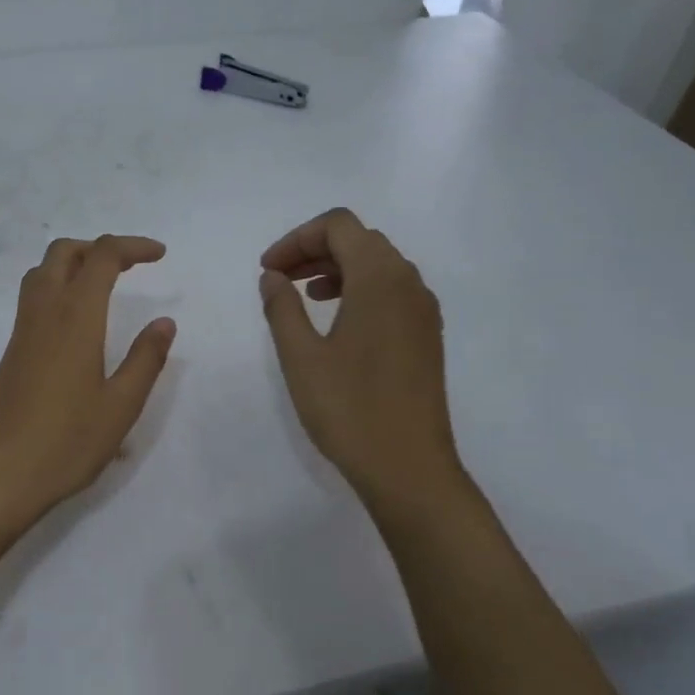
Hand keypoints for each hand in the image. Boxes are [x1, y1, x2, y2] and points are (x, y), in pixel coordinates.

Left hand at [0, 235, 176, 529]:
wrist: (0, 476)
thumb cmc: (67, 442)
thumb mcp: (121, 405)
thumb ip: (145, 359)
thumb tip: (164, 322)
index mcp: (75, 317)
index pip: (103, 257)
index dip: (133, 247)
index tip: (160, 255)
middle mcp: (44, 313)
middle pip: (64, 252)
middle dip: (99, 247)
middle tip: (131, 266)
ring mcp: (22, 331)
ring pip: (42, 272)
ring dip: (74, 263)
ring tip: (105, 285)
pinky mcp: (12, 352)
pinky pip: (33, 298)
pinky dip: (58, 286)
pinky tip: (77, 321)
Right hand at [259, 208, 462, 505]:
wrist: (409, 468)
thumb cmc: (350, 408)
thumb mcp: (301, 356)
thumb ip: (282, 307)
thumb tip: (273, 277)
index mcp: (380, 279)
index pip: (339, 226)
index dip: (297, 239)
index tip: (268, 271)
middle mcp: (409, 284)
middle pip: (360, 240)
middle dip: (314, 250)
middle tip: (279, 280)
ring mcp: (423, 311)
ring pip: (378, 265)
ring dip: (337, 269)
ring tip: (304, 297)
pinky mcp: (427, 336)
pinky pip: (392, 292)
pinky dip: (359, 290)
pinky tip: (336, 322)